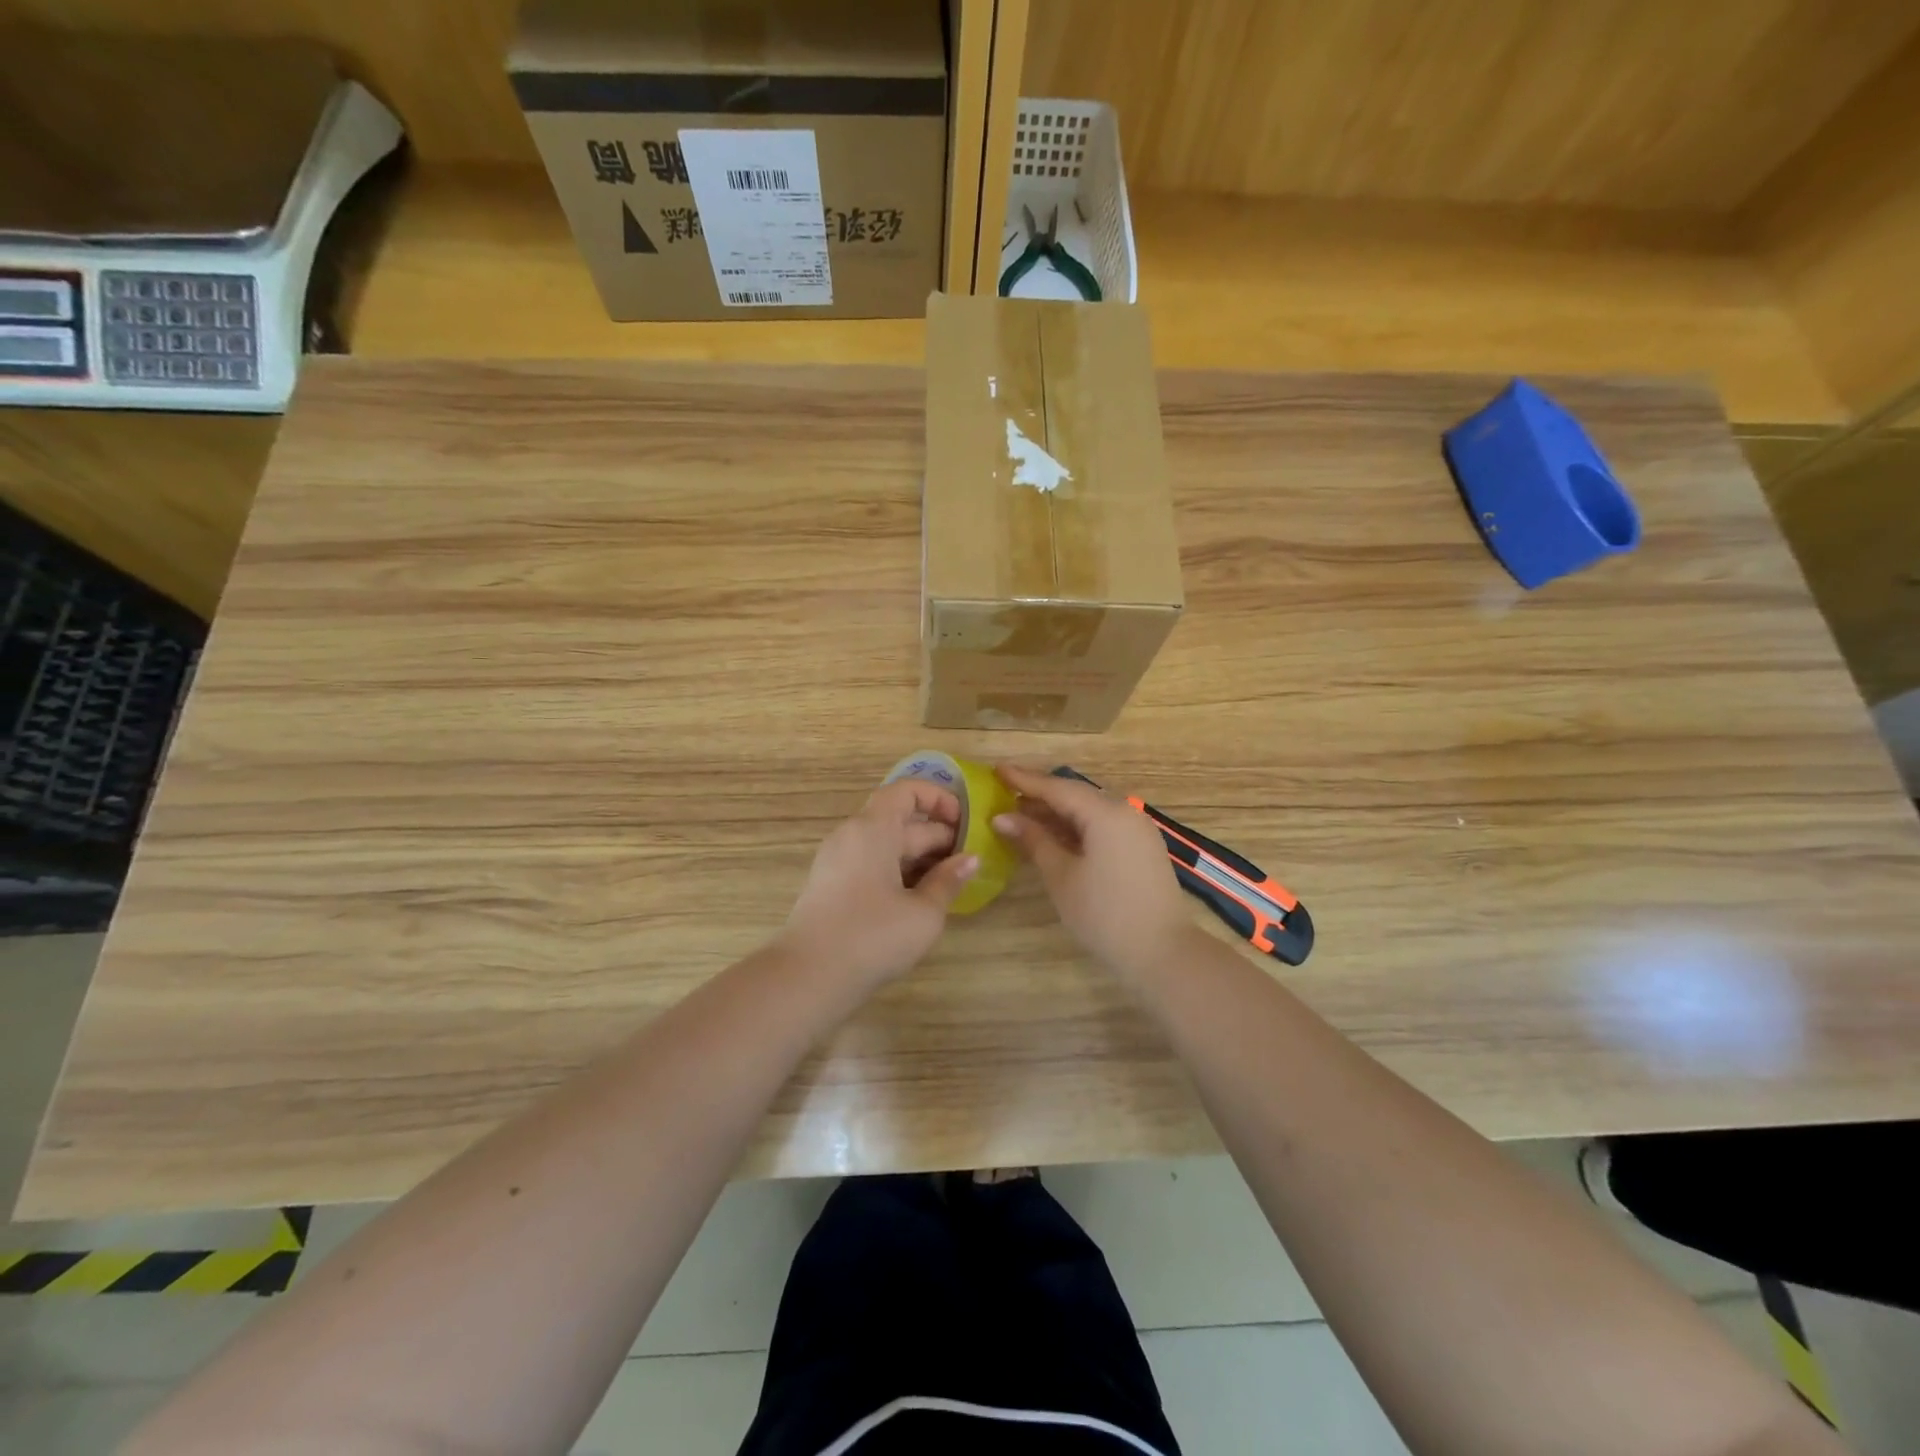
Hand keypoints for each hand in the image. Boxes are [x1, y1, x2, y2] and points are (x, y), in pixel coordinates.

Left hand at [776, 780, 978, 989]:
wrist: (807, 978)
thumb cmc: (872, 937)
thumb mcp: (923, 913)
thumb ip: (949, 881)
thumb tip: (971, 859)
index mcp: (872, 830)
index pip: (906, 791)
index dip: (938, 798)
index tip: (965, 822)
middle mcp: (851, 836)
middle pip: (899, 821)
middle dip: (937, 836)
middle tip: (969, 860)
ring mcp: (837, 862)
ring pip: (885, 846)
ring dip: (919, 857)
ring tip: (951, 881)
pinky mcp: (831, 887)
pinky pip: (871, 864)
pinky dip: (898, 872)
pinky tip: (920, 898)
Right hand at [993, 765, 1198, 981]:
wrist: (1163, 952)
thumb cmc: (1104, 913)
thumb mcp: (1061, 875)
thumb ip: (1033, 840)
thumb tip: (1002, 818)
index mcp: (1105, 812)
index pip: (1057, 787)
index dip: (1024, 779)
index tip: (996, 770)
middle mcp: (1125, 812)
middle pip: (1075, 795)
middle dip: (1040, 795)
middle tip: (1004, 794)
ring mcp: (1137, 830)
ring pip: (1090, 811)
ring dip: (1057, 813)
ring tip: (1021, 816)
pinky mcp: (1142, 848)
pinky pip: (1103, 826)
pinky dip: (1076, 827)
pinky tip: (1053, 836)